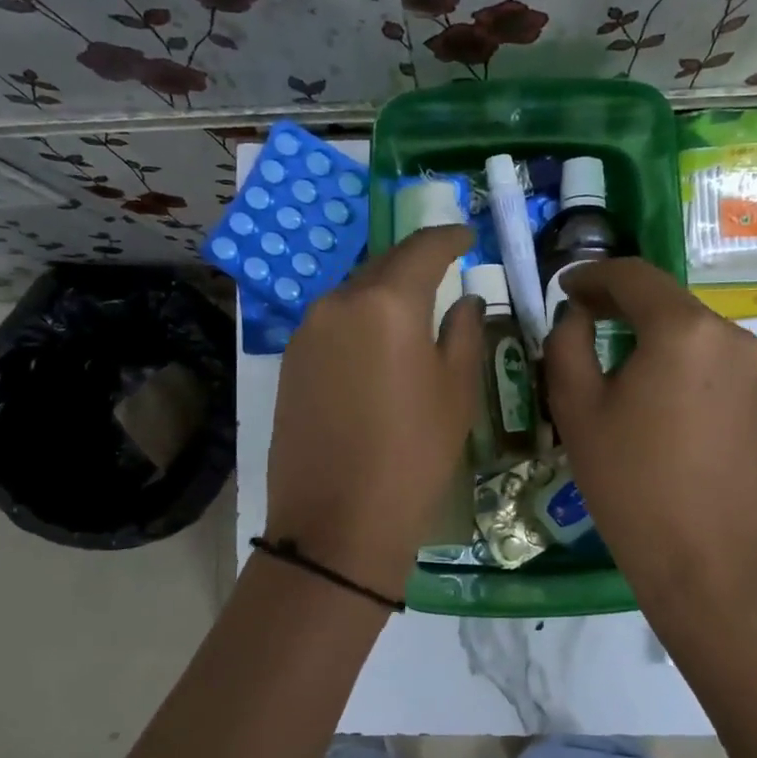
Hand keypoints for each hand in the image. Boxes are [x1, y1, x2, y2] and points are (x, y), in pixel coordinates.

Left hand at [266, 226, 483, 600]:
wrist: (336, 522)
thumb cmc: (413, 455)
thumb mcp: (456, 393)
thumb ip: (463, 333)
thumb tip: (463, 301)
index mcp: (386, 302)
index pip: (422, 249)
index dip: (449, 237)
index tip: (467, 235)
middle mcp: (338, 303)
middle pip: (382, 266)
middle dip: (414, 261)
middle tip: (444, 266)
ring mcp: (306, 332)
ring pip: (353, 294)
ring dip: (384, 293)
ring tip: (412, 307)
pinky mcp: (289, 362)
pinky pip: (332, 324)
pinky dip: (359, 321)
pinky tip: (376, 344)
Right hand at [544, 258, 756, 617]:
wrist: (705, 561)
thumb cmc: (631, 483)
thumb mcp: (578, 409)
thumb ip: (567, 344)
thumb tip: (576, 316)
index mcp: (683, 328)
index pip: (633, 275)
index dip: (591, 274)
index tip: (561, 288)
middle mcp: (726, 333)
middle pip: (663, 298)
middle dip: (616, 301)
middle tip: (575, 318)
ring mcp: (748, 365)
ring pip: (684, 327)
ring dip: (642, 329)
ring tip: (603, 354)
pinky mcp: (755, 395)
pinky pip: (703, 356)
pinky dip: (668, 355)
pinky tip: (642, 384)